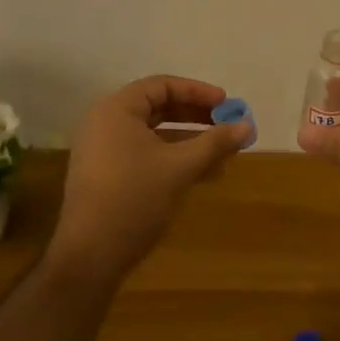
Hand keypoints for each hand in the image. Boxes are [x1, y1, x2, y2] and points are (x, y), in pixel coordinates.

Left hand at [51, 76, 252, 275]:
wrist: (91, 254)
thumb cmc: (135, 199)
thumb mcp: (181, 167)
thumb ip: (215, 142)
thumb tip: (248, 125)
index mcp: (117, 110)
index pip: (162, 86)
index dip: (198, 92)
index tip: (227, 104)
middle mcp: (106, 124)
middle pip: (158, 108)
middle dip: (197, 117)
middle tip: (227, 126)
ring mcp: (104, 151)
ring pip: (155, 135)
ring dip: (190, 141)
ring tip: (223, 154)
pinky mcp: (107, 175)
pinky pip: (146, 155)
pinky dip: (174, 159)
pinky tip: (203, 174)